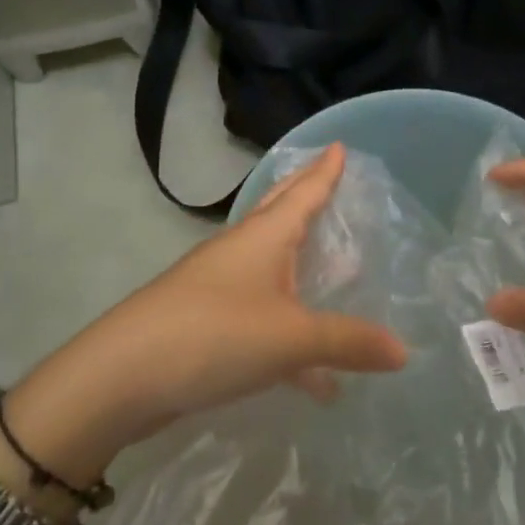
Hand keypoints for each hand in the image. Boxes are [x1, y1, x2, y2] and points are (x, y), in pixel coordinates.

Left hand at [0, 144, 407, 478]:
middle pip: (280, 213)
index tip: (340, 145)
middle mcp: (240, 252)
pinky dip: (291, 334)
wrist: (121, 378)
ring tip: (335, 271)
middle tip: (330, 178)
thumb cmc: (213, 334)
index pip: (303, 192)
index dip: (325, 171)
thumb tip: (403, 351)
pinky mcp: (206, 324)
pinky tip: (315, 379)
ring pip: (271, 267)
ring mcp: (218, 287)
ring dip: (301, 267)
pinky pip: (262, 317)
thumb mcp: (291, 338)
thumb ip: (347, 342)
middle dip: (306, 195)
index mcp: (262, 238)